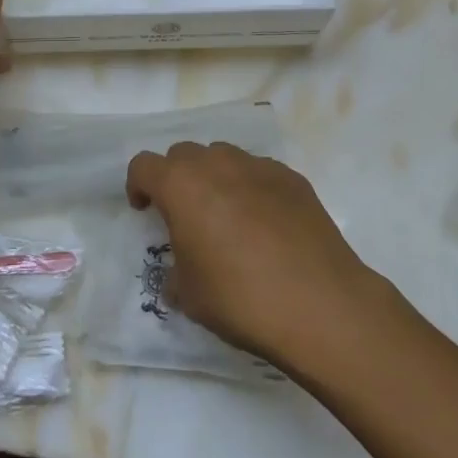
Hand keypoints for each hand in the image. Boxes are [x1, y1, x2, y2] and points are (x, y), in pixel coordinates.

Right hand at [125, 140, 382, 369]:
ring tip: (227, 217)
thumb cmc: (240, 299)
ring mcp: (257, 166)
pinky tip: (266, 224)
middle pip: (183, 154)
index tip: (146, 210)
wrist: (319, 303)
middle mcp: (216, 164)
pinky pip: (258, 172)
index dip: (138, 185)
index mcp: (181, 185)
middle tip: (186, 215)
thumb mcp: (189, 296)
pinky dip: (251, 188)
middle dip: (177, 178)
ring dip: (214, 178)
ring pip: (223, 157)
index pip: (143, 165)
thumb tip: (181, 268)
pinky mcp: (291, 177)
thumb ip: (175, 270)